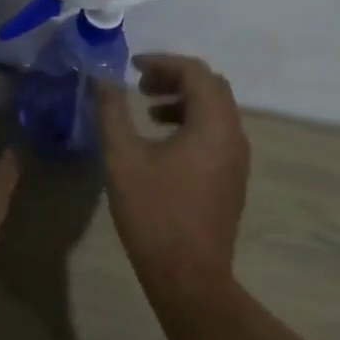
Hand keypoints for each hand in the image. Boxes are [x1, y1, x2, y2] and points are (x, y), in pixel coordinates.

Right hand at [95, 54, 250, 297]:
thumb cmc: (155, 213)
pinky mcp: (232, 177)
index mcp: (213, 124)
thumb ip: (112, 111)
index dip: (163, 62)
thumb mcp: (123, 158)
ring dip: (183, 100)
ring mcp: (237, 158)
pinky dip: (192, 122)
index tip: (132, 67)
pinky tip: (162, 142)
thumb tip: (102, 78)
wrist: (189, 277)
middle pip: (211, 86)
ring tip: (148, 111)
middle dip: (175, 78)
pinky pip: (216, 132)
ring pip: (216, 110)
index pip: (195, 72)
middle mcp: (233, 135)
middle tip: (141, 85)